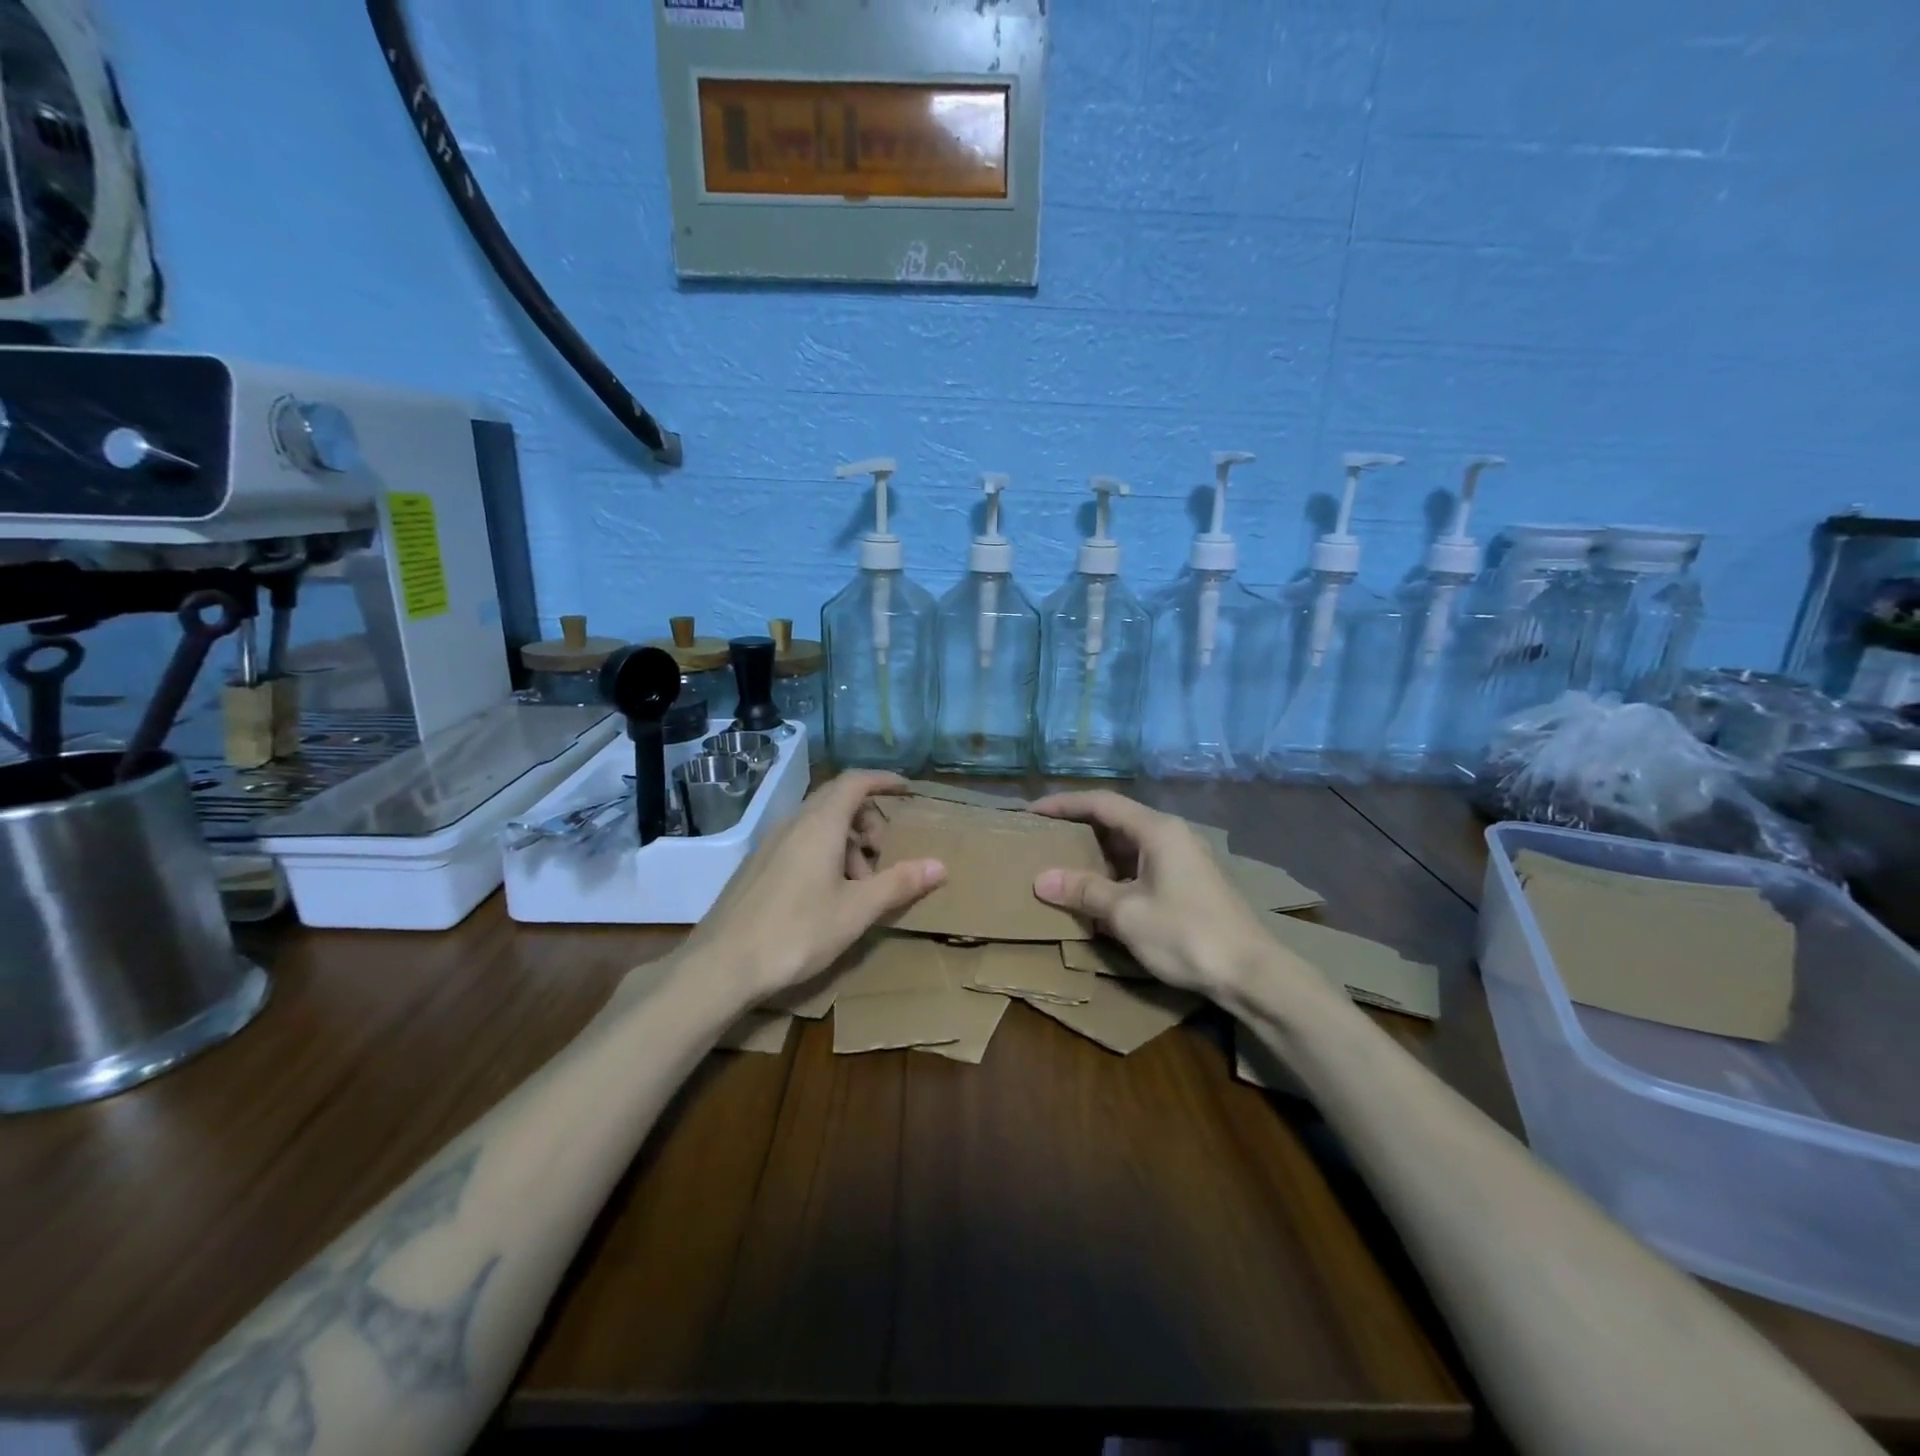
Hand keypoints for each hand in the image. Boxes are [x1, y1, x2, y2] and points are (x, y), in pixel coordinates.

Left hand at [682, 770, 945, 1005]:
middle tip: (884, 852)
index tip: (908, 791)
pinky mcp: (757, 865)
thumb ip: (898, 883)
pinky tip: (827, 896)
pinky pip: (800, 842)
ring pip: (818, 824)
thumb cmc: (797, 932)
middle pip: (837, 800)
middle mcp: (793, 824)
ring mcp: (770, 843)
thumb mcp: (856, 910)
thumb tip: (940, 865)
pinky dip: (824, 854)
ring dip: (847, 842)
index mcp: (820, 824)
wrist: (722, 965)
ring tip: (858, 885)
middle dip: (868, 818)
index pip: (855, 782)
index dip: (884, 780)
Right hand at [1029, 790, 1274, 997]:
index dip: (1063, 804)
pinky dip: (1116, 870)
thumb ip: (1084, 891)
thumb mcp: (1127, 913)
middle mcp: (1172, 834)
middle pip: (1117, 819)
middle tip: (1044, 836)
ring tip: (1063, 861)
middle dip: (1078, 826)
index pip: (1101, 803)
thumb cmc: (1186, 934)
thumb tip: (1041, 879)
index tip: (1032, 812)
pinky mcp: (1190, 882)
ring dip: (1097, 851)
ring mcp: (1185, 858)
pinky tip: (1099, 890)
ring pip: (1130, 843)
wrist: (1252, 973)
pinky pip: (1143, 863)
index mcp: (1157, 830)